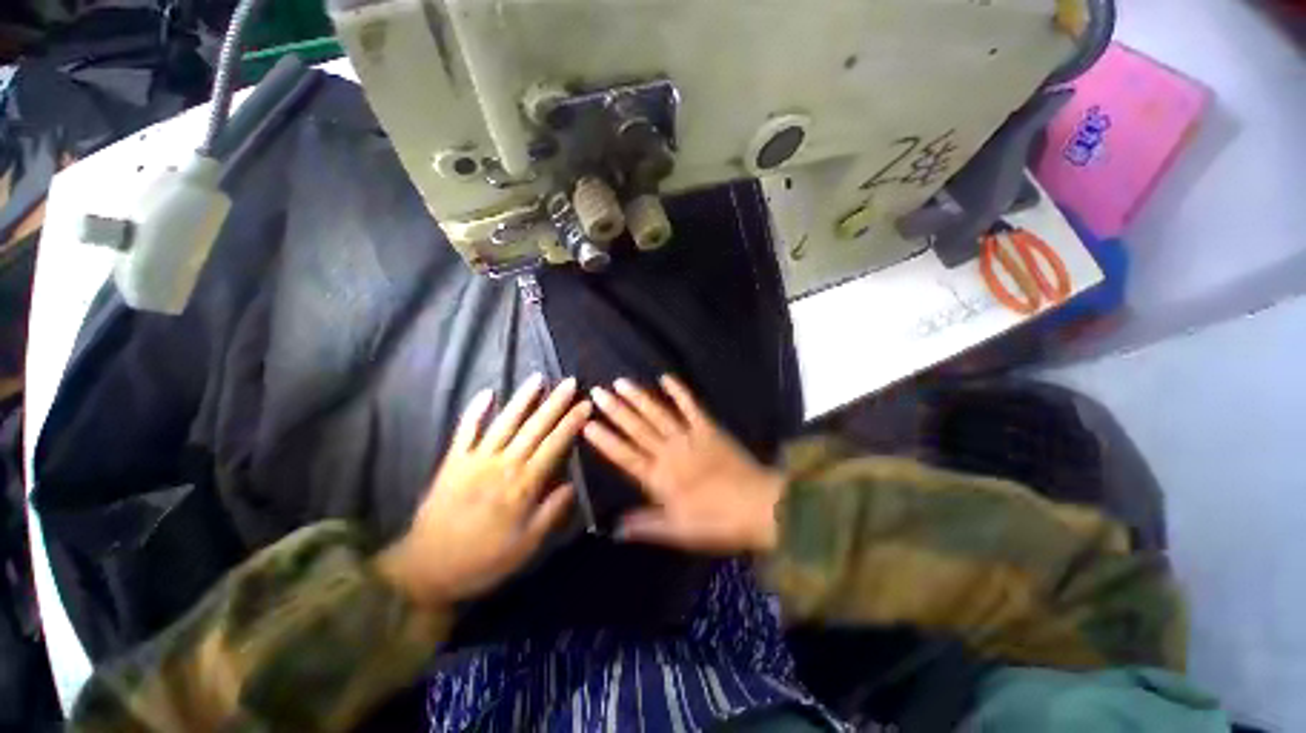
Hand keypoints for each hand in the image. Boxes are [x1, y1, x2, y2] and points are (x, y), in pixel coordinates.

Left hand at [378, 374, 590, 607]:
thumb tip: (572, 485)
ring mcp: (476, 460)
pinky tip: (486, 392)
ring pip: (504, 422)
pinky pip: (465, 431)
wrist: (426, 569)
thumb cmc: (483, 560)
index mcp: (523, 485)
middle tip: (570, 381)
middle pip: (534, 427)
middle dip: (555, 403)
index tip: (585, 404)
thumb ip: (551, 513)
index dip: (572, 423)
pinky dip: (475, 411)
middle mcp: (502, 465)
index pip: (554, 445)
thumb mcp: (526, 546)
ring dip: (523, 398)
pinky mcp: (453, 461)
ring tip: (538, 377)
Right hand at [583, 375, 784, 553]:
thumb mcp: (678, 532)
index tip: (587, 422)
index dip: (605, 439)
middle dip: (615, 410)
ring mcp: (689, 436)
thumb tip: (613, 527)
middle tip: (597, 392)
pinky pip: (691, 406)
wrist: (759, 507)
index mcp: (659, 478)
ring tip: (620, 382)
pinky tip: (665, 378)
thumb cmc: (717, 522)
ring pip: (658, 413)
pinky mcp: (709, 428)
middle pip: (636, 428)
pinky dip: (679, 391)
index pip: (624, 455)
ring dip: (638, 397)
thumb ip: (645, 525)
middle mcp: (669, 452)